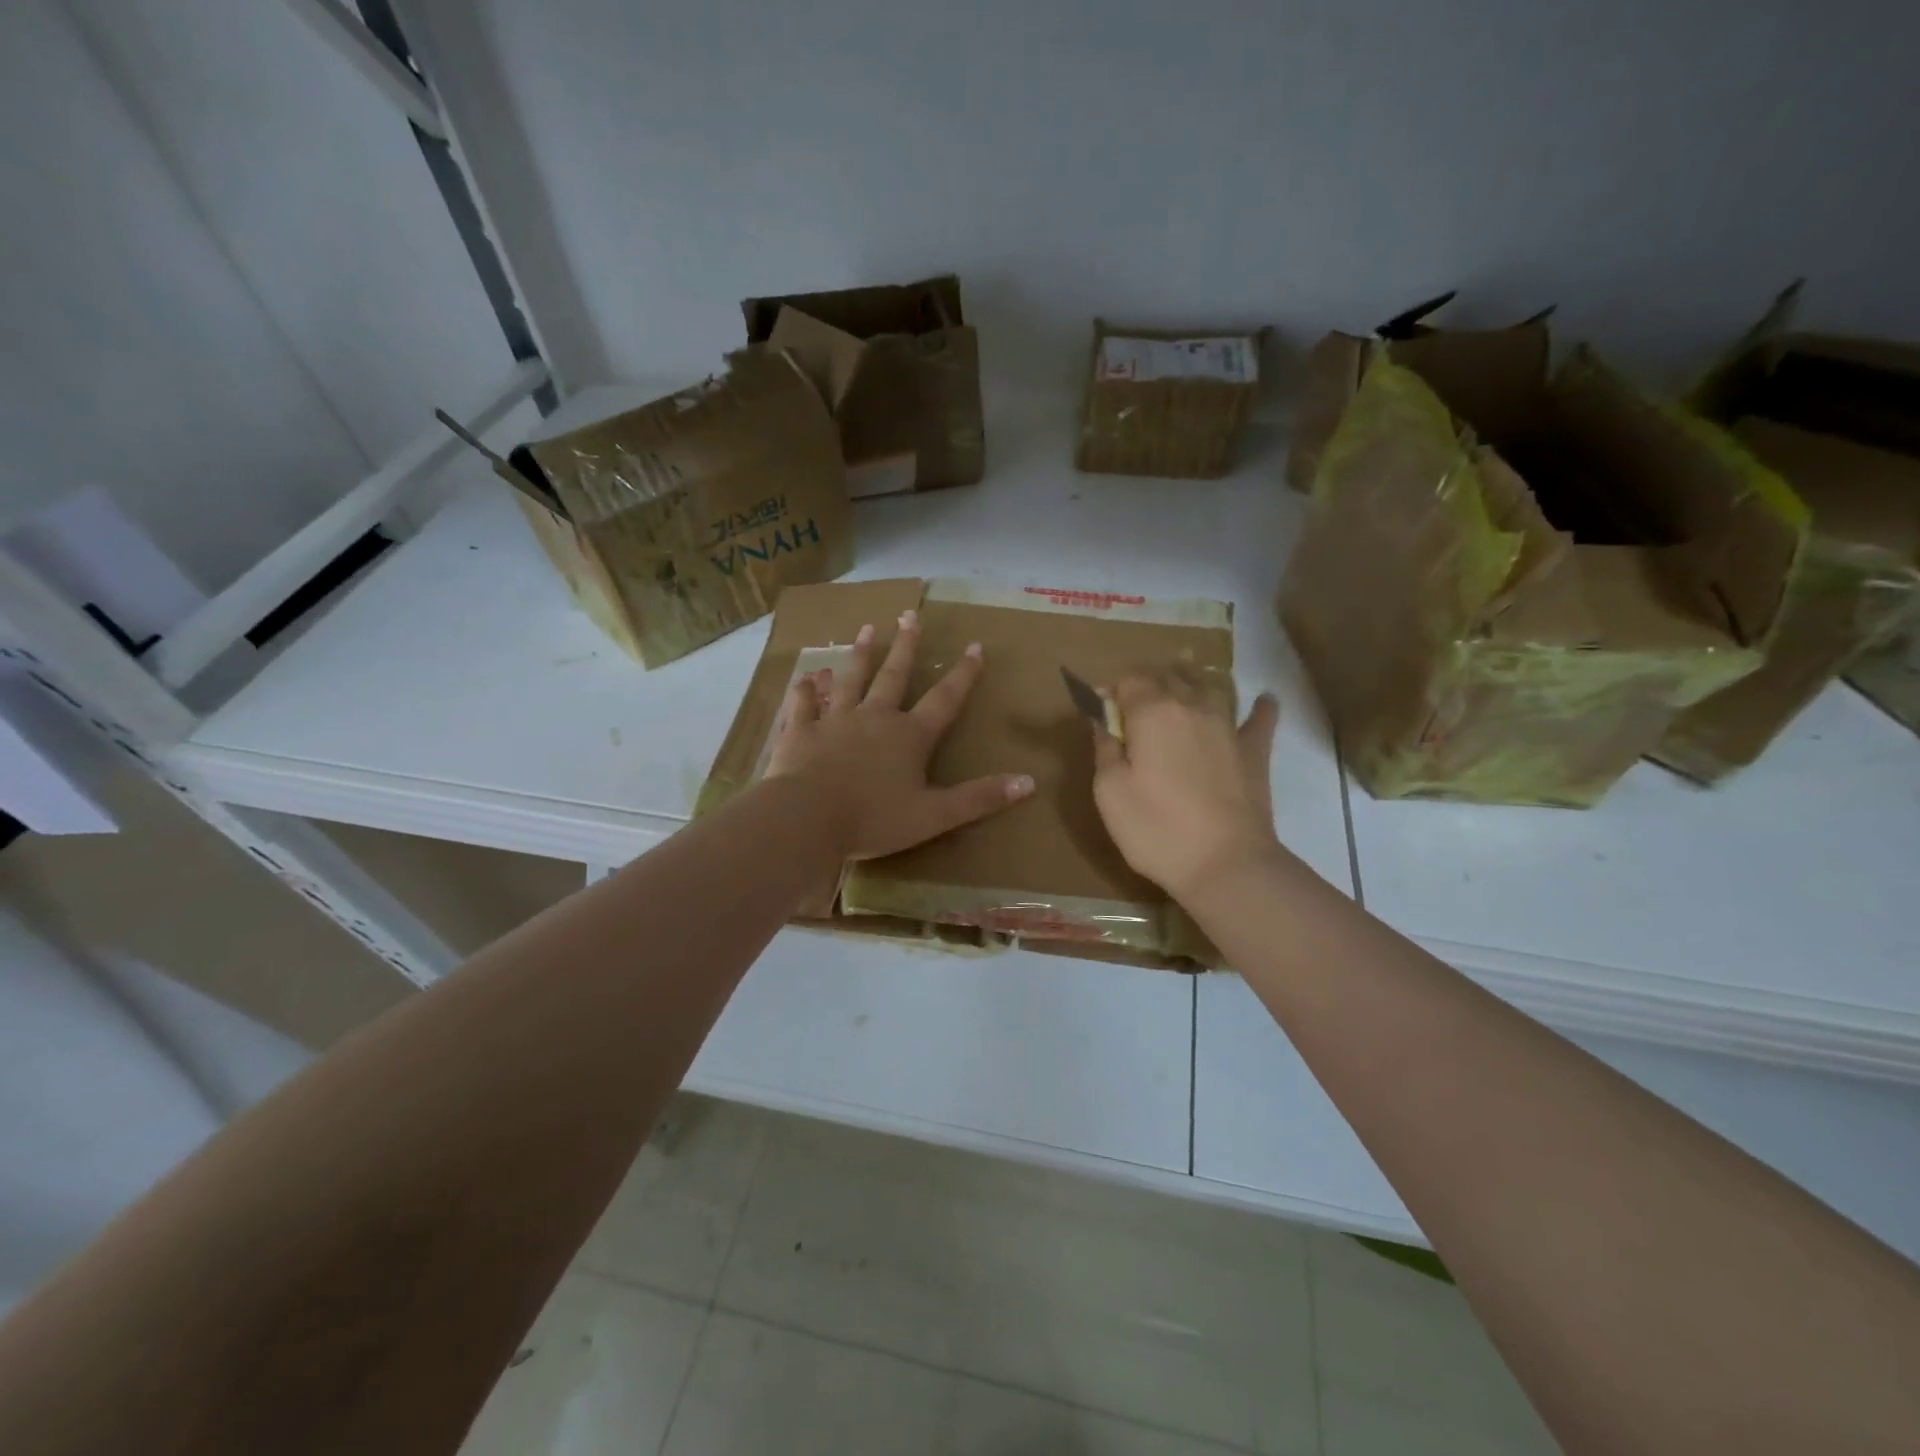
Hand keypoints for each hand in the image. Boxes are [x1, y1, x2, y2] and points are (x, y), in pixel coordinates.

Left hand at [766, 609, 1034, 859]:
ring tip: (865, 630)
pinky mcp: (801, 731)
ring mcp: (834, 721)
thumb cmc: (874, 819)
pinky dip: (806, 690)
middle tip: (909, 615)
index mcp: (910, 737)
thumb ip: (980, 798)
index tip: (975, 646)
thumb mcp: (935, 815)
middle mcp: (875, 718)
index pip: (944, 699)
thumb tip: (1030, 782)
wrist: (808, 818)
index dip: (963, 674)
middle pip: (894, 675)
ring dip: (860, 654)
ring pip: (850, 679)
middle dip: (905, 646)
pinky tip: (807, 677)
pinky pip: (803, 704)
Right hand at [1090, 669, 1282, 901]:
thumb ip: (1104, 747)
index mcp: (1152, 712)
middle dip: (1148, 683)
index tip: (1104, 715)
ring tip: (1180, 691)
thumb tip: (1102, 717)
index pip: (1128, 680)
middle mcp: (1192, 706)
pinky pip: (1260, 717)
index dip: (1113, 693)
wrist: (1225, 864)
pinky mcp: (1254, 750)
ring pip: (1208, 685)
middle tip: (1134, 707)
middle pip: (1168, 676)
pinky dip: (1259, 707)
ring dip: (1190, 683)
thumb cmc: (1156, 828)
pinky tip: (1263, 701)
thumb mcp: (1110, 791)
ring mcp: (1228, 725)